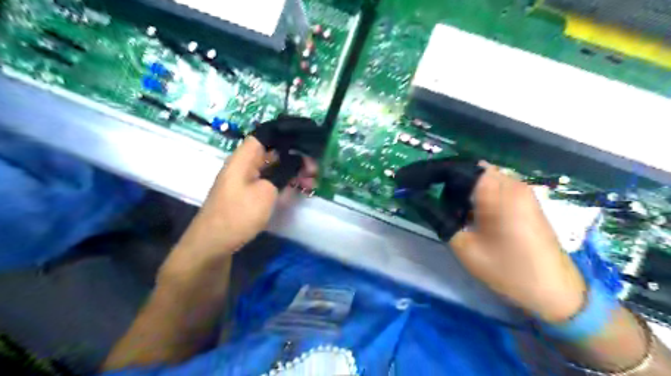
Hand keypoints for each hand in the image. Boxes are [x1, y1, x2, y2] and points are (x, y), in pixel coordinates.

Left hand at [163, 115, 323, 275]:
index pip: (266, 134)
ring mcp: (247, 180)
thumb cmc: (239, 214)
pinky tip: (299, 190)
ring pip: (275, 168)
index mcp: (245, 158)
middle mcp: (246, 165)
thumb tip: (297, 162)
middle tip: (315, 169)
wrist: (215, 244)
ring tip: (311, 183)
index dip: (287, 134)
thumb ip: (284, 173)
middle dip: (296, 157)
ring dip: (293, 172)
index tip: (307, 140)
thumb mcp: (266, 192)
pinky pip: (271, 182)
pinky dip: (285, 184)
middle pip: (274, 153)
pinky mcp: (250, 194)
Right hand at [395, 160, 585, 320]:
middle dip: (441, 180)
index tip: (405, 181)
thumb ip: (437, 217)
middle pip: (465, 169)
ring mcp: (520, 190)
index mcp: (495, 192)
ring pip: (478, 176)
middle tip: (425, 197)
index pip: (453, 168)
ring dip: (457, 188)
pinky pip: (491, 186)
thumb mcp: (464, 246)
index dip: (426, 172)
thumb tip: (414, 198)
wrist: (556, 292)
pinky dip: (472, 194)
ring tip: (448, 211)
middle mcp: (510, 182)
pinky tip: (468, 214)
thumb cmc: (507, 271)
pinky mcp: (524, 200)